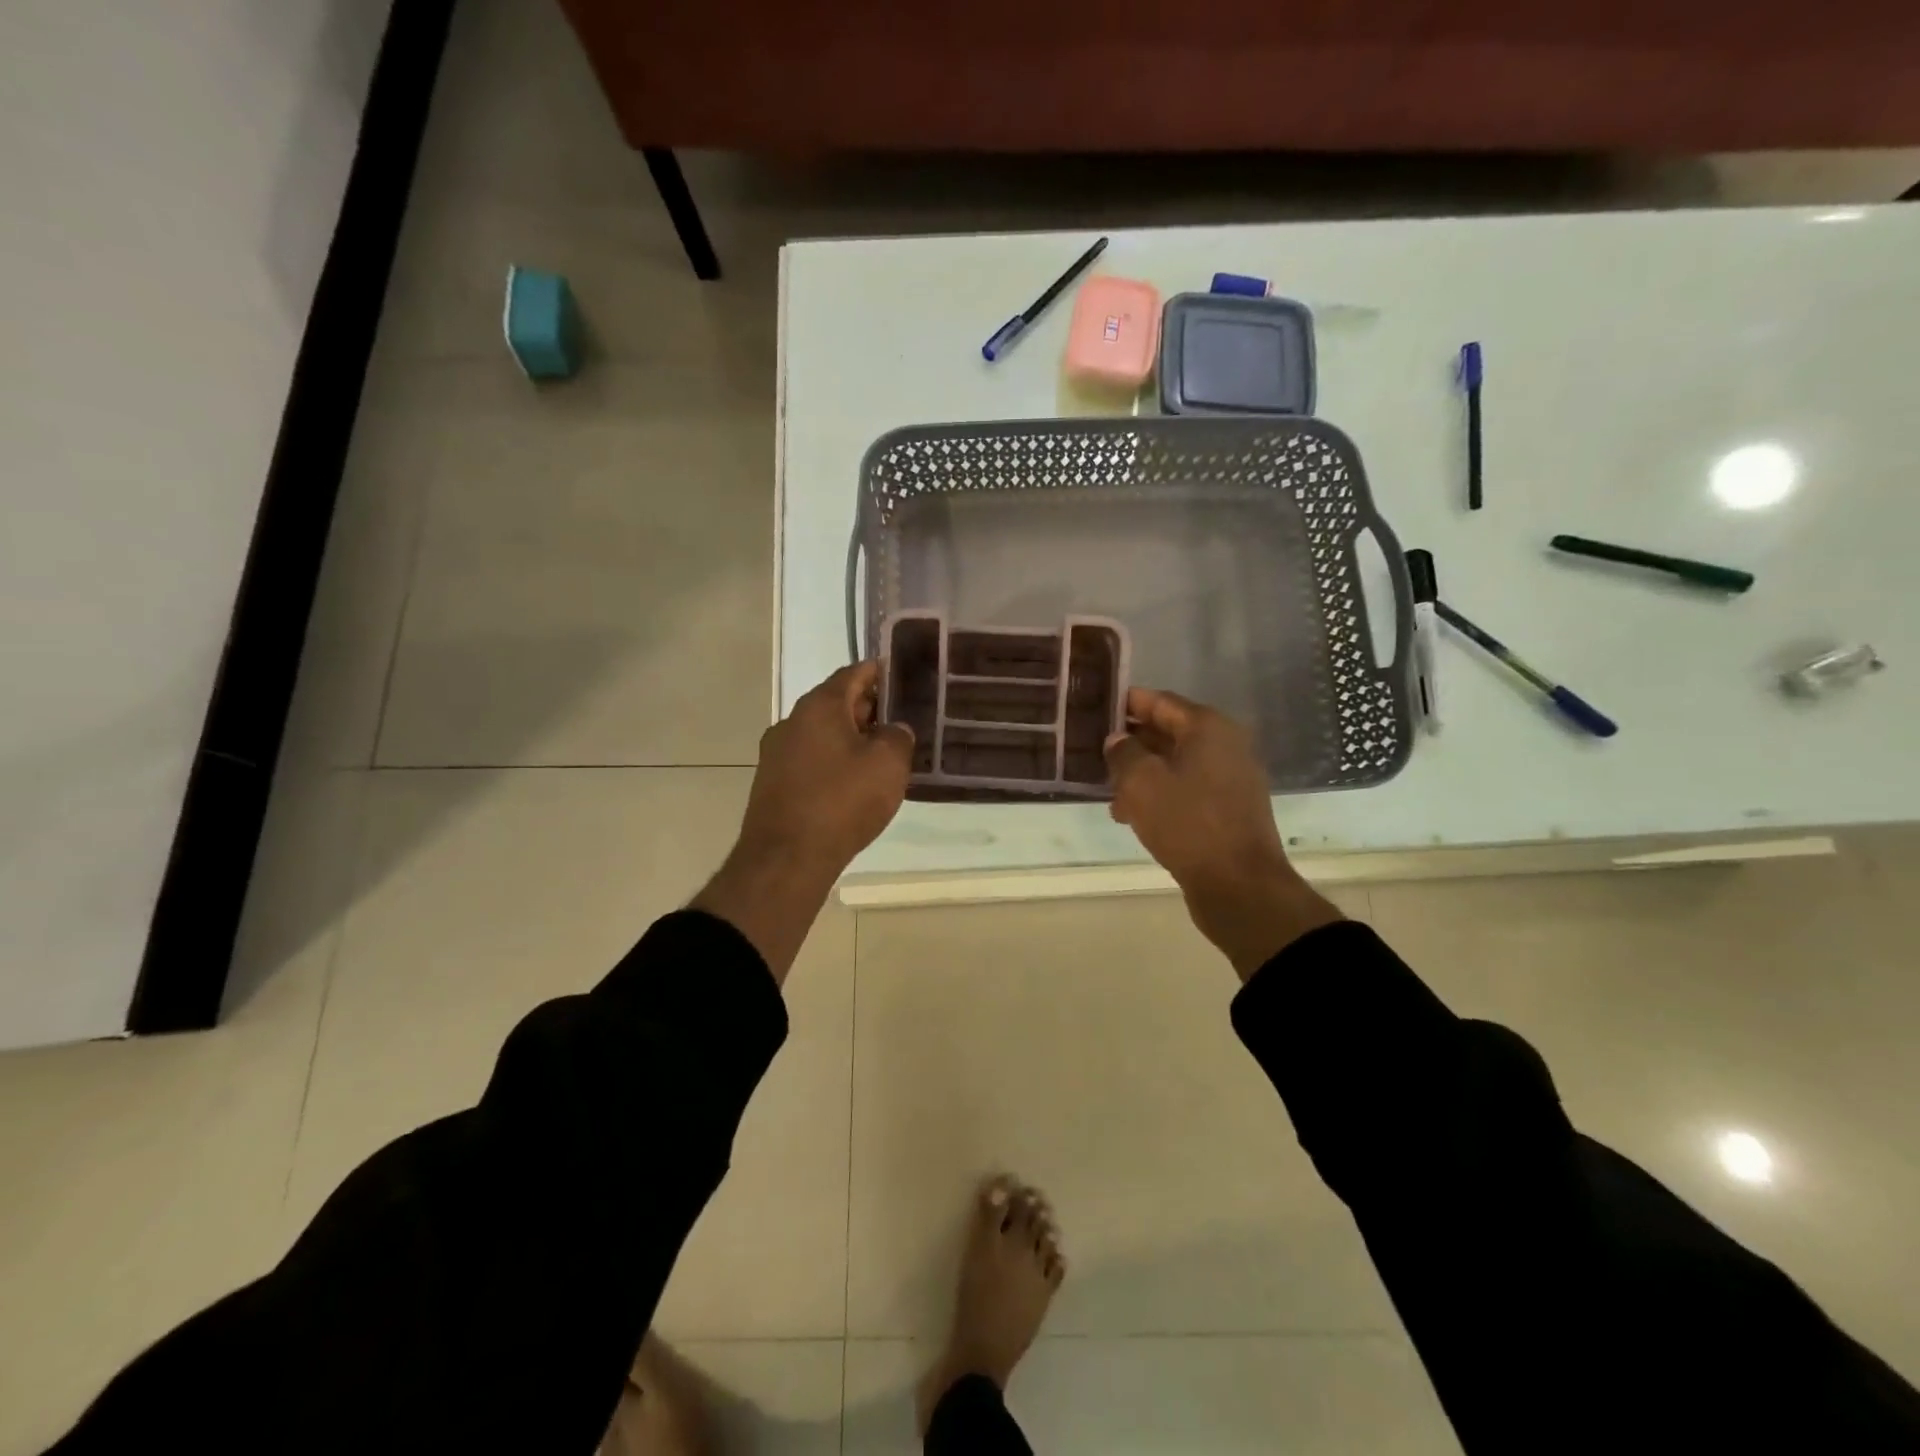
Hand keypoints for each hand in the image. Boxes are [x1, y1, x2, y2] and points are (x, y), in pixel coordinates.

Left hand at [693, 662, 912, 980]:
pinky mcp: (771, 783)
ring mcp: (776, 753)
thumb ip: (897, 736)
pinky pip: (810, 760)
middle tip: (898, 721)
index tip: (900, 676)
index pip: (853, 673)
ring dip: (849, 739)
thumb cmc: (842, 801)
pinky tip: (852, 784)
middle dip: (867, 709)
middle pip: (835, 703)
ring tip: (880, 755)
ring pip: (822, 734)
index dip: (878, 672)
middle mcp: (792, 721)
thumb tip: (893, 730)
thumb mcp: (888, 764)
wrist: (786, 859)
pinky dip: (833, 762)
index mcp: (819, 706)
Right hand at [1105, 688, 1340, 978]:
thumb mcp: (1141, 782)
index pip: (1160, 701)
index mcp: (1208, 727)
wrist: (1238, 885)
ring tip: (1109, 792)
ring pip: (1176, 764)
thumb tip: (1118, 740)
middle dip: (1132, 742)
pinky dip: (1161, 795)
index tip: (1097, 707)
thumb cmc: (1187, 823)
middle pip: (1169, 732)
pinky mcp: (1229, 809)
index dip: (1127, 703)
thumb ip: (1123, 753)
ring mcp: (1231, 778)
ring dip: (1142, 774)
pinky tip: (1133, 815)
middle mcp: (1225, 745)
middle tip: (1095, 750)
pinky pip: (1187, 790)